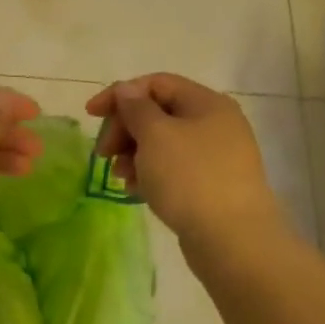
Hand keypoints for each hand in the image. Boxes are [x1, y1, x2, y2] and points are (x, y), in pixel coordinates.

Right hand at [86, 73, 285, 244]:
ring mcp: (216, 156)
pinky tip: (135, 190)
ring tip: (119, 176)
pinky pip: (173, 169)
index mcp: (207, 103)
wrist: (233, 240)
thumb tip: (127, 90)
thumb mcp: (155, 135)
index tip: (91, 114)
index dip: (120, 94)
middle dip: (125, 128)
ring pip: (164, 143)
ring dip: (134, 153)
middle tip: (103, 153)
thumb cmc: (190, 178)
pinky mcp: (212, 185)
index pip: (156, 83)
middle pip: (159, 113)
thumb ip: (136, 108)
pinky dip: (150, 173)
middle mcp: (215, 123)